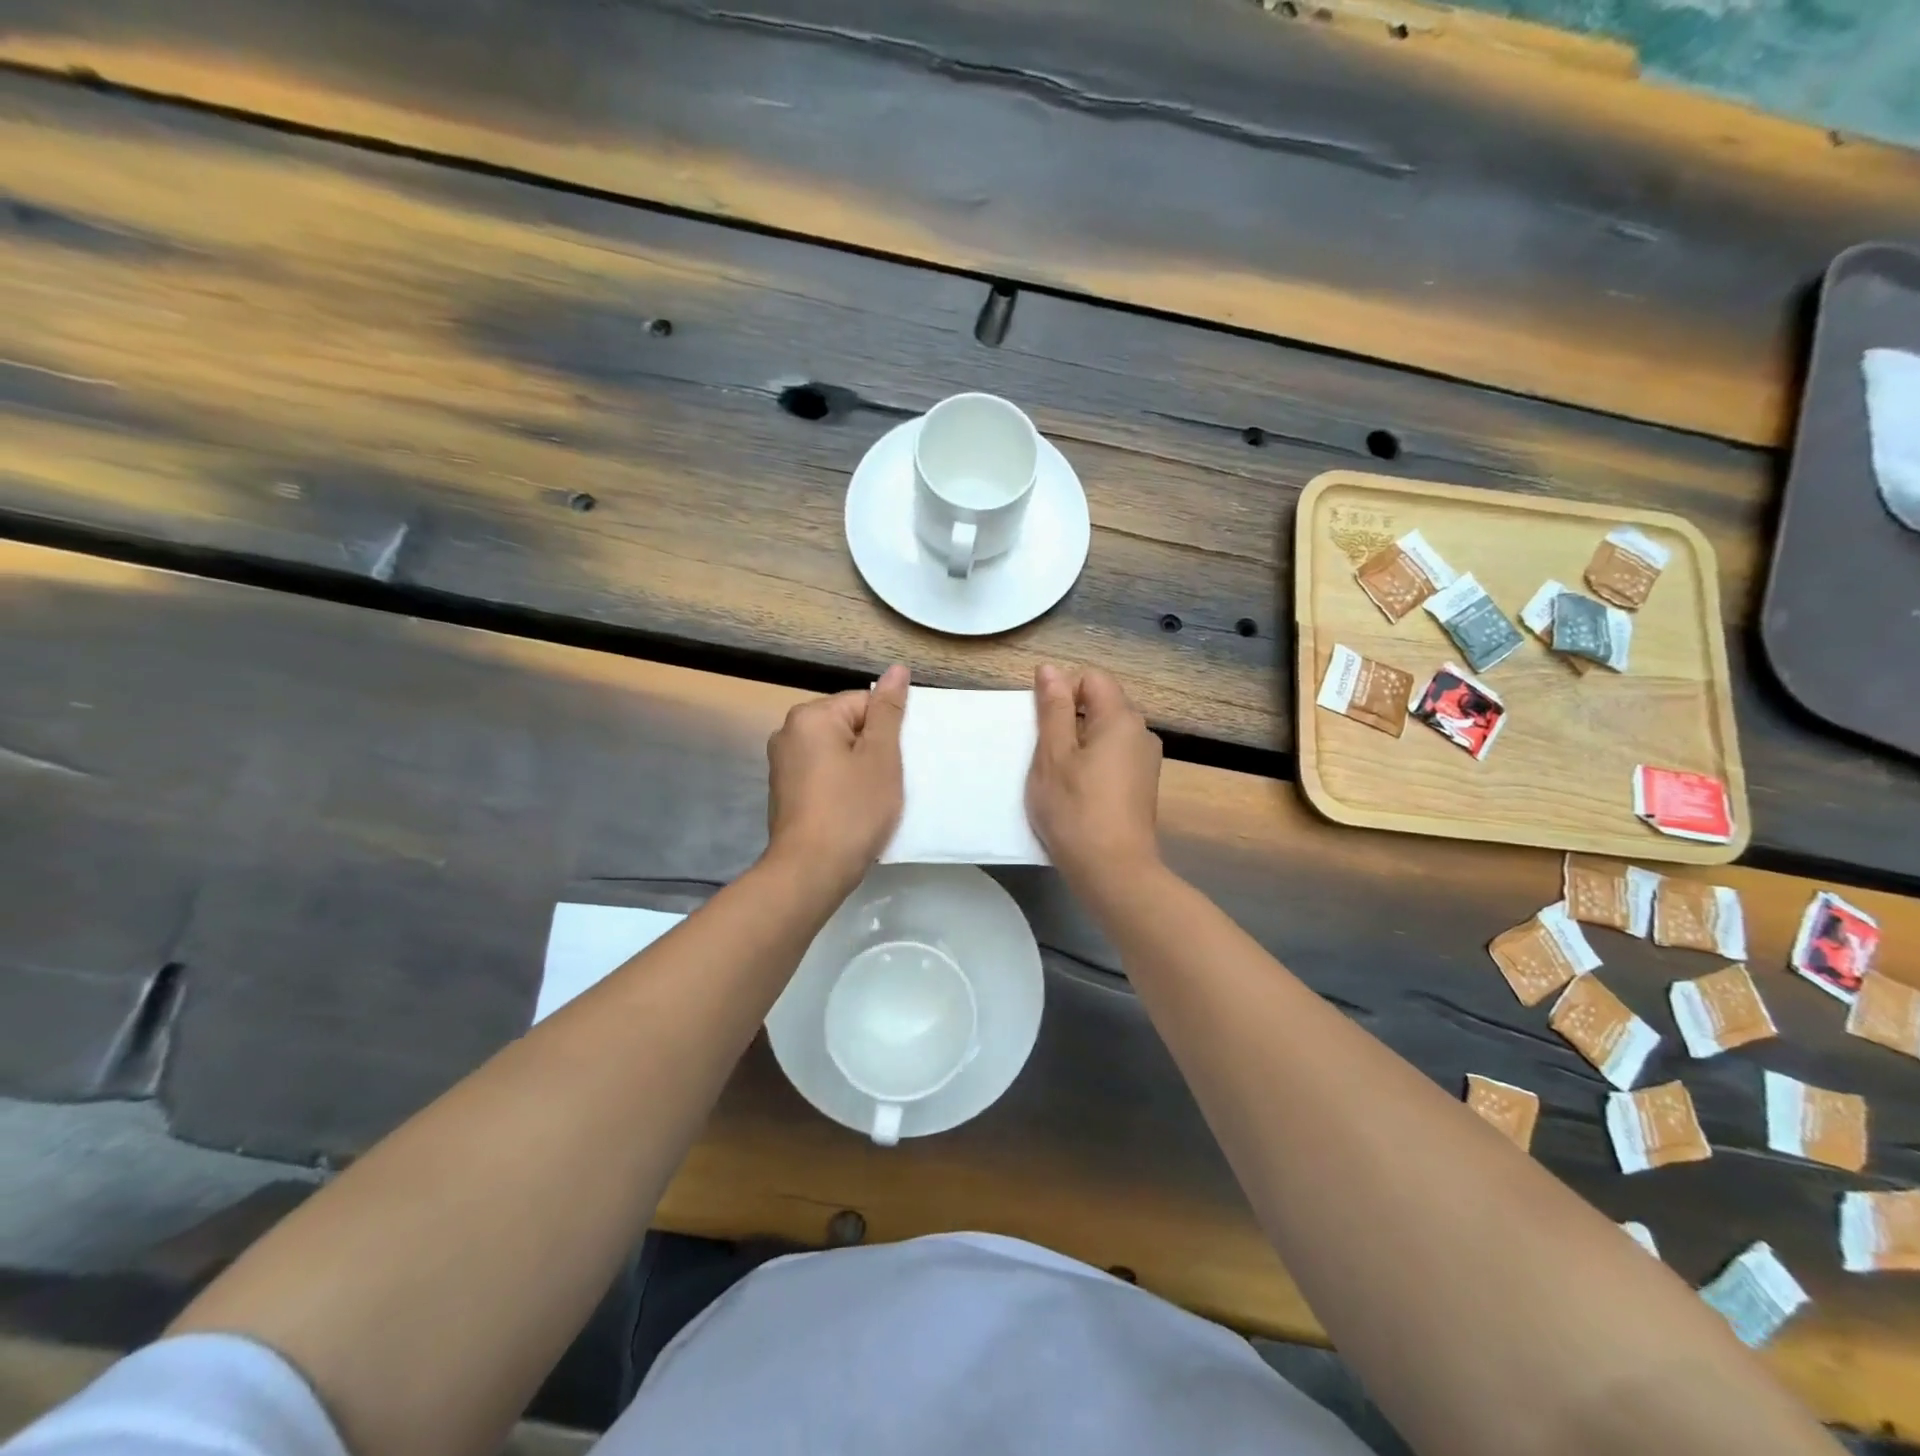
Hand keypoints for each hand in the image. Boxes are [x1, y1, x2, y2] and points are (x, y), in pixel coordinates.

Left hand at [765, 664, 908, 892]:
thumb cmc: (853, 810)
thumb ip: (888, 711)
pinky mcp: (784, 791)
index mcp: (810, 716)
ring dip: (859, 770)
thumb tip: (897, 670)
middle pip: (848, 726)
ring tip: (874, 798)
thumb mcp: (881, 757)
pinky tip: (853, 810)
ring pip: (837, 753)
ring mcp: (782, 764)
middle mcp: (788, 732)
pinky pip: (823, 775)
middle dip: (873, 750)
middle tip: (890, 781)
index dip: (888, 731)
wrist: (811, 871)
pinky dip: (841, 786)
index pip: (864, 703)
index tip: (897, 761)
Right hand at [1026, 664, 1163, 889]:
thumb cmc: (1075, 810)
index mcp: (1121, 718)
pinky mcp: (1141, 787)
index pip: (1092, 678)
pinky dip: (1090, 765)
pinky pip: (1112, 758)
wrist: (1113, 872)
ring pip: (1104, 734)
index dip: (1062, 691)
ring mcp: (1145, 762)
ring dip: (1077, 745)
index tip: (1042, 725)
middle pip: (1100, 704)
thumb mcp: (1053, 755)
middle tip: (1043, 753)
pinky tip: (1075, 793)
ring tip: (1056, 776)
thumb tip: (1050, 669)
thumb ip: (1053, 709)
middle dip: (1067, 719)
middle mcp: (1141, 733)